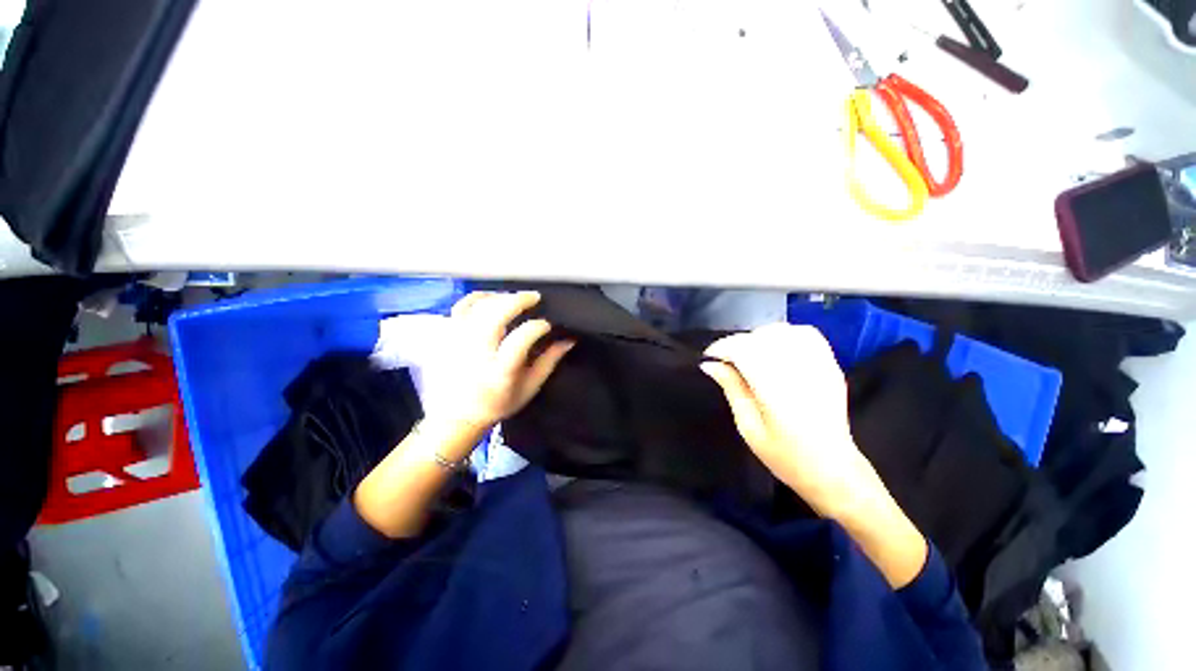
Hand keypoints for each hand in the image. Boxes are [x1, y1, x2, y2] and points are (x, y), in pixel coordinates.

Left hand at [427, 290, 573, 433]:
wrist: (456, 416)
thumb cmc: (496, 404)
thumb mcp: (529, 388)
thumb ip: (549, 362)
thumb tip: (568, 340)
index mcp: (500, 371)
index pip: (521, 339)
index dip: (538, 327)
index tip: (547, 325)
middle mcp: (477, 352)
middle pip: (496, 314)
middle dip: (519, 300)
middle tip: (535, 297)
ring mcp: (458, 341)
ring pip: (479, 306)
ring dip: (501, 297)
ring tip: (516, 298)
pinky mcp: (448, 335)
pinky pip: (462, 306)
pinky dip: (479, 297)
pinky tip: (492, 298)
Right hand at [699, 324, 875, 515]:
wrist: (833, 469)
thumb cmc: (785, 456)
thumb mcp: (749, 428)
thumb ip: (732, 389)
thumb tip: (710, 365)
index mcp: (777, 393)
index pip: (746, 351)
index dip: (723, 347)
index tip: (710, 356)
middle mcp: (800, 373)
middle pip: (762, 337)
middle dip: (738, 342)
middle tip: (727, 359)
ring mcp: (820, 367)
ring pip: (783, 331)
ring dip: (759, 337)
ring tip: (750, 353)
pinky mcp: (831, 365)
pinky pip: (806, 334)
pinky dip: (785, 334)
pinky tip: (775, 348)